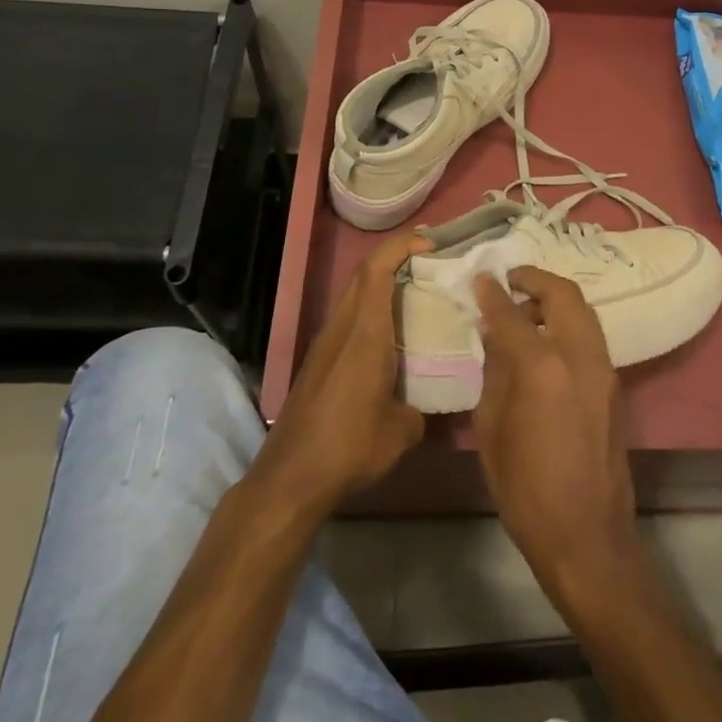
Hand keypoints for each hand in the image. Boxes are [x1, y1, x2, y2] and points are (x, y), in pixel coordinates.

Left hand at [255, 230, 429, 512]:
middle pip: (364, 275)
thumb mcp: (402, 430)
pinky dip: (372, 314)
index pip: (377, 268)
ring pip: (355, 297)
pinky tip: (392, 341)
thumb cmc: (350, 446)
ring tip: (418, 298)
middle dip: (396, 259)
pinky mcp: (318, 363)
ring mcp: (325, 344)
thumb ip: (421, 404)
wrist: (290, 478)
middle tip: (431, 265)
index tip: (431, 243)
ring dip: (383, 287)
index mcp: (365, 332)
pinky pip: (349, 322)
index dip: (402, 245)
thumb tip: (428, 401)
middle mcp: (342, 328)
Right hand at [472, 268, 639, 607]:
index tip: (480, 277)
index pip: (512, 313)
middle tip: (510, 280)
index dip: (492, 292)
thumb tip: (494, 335)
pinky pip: (591, 335)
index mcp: (542, 367)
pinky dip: (568, 323)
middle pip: (563, 294)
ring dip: (555, 299)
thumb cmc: (525, 489)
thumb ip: (494, 372)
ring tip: (526, 309)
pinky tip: (546, 341)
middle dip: (535, 279)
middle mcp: (580, 356)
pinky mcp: (615, 385)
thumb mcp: (492, 429)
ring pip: (584, 311)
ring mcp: (604, 369)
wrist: (587, 535)